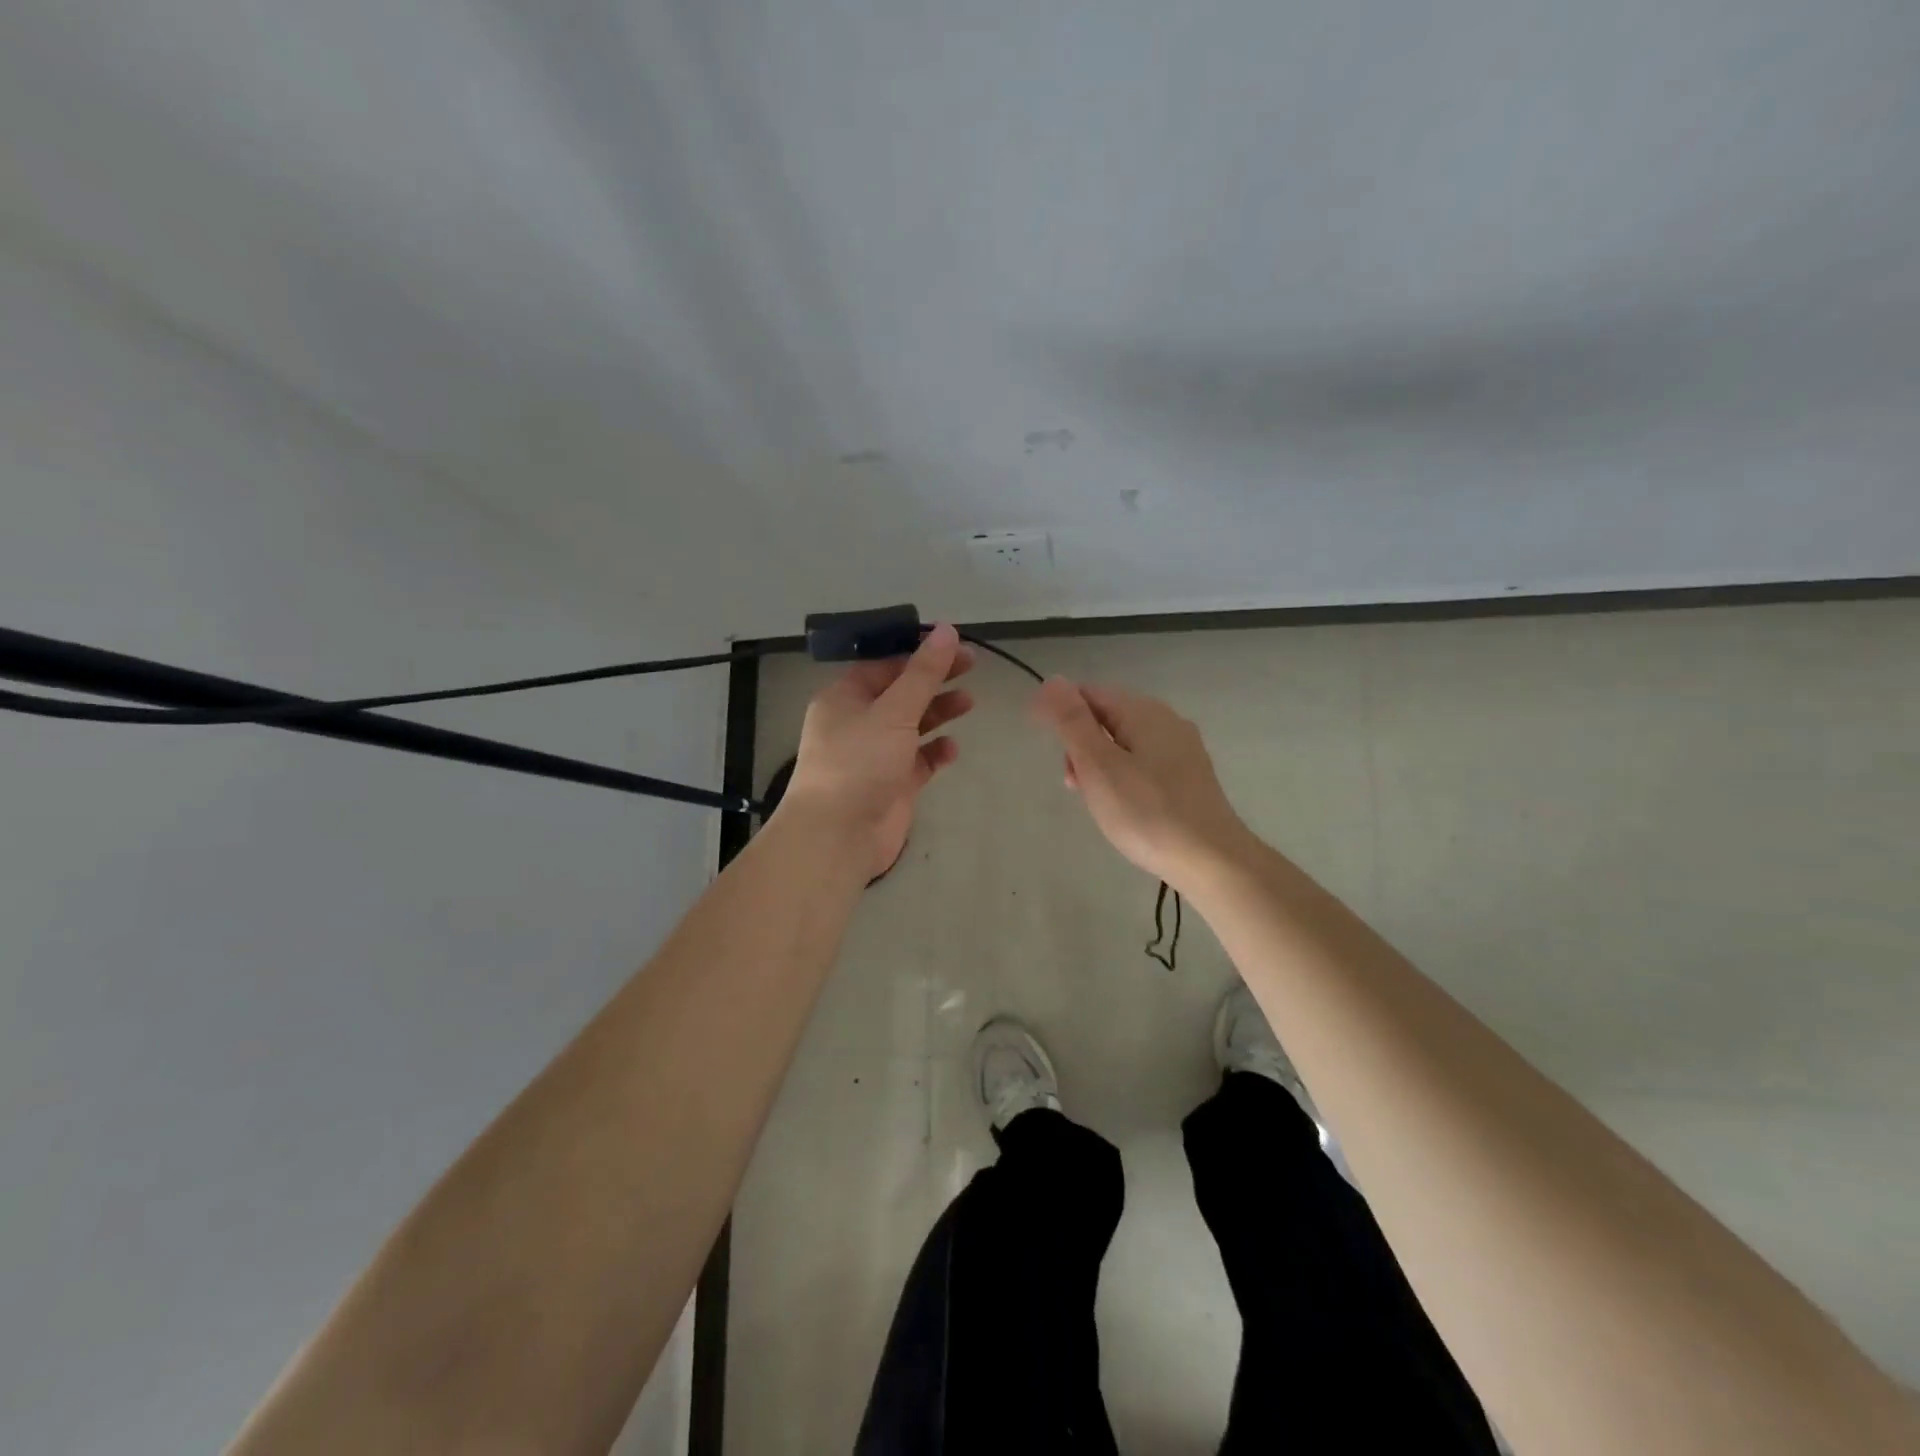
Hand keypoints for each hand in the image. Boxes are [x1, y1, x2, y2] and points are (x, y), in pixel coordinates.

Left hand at [779, 624, 975, 879]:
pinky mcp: (892, 785)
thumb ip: (924, 673)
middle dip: (935, 679)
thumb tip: (947, 630)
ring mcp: (875, 755)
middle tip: (972, 665)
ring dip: (939, 712)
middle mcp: (858, 723)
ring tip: (970, 702)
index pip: (884, 664)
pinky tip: (953, 748)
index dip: (919, 652)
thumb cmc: (860, 763)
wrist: (838, 836)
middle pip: (902, 692)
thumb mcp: (893, 711)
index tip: (954, 644)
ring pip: (912, 725)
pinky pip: (918, 760)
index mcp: (845, 697)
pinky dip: (935, 752)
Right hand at [1031, 678, 1250, 889]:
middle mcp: (1167, 721)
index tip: (1048, 748)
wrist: (1211, 860)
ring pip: (1125, 744)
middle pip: (1107, 718)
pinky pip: (1144, 764)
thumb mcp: (1098, 765)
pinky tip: (1125, 808)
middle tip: (1074, 784)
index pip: (1089, 693)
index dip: (1061, 714)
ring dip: (1100, 765)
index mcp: (1143, 711)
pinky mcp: (1189, 777)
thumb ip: (1072, 721)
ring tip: (1096, 802)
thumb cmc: (1146, 813)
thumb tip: (1051, 681)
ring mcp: (1182, 749)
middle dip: (1081, 745)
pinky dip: (1123, 778)